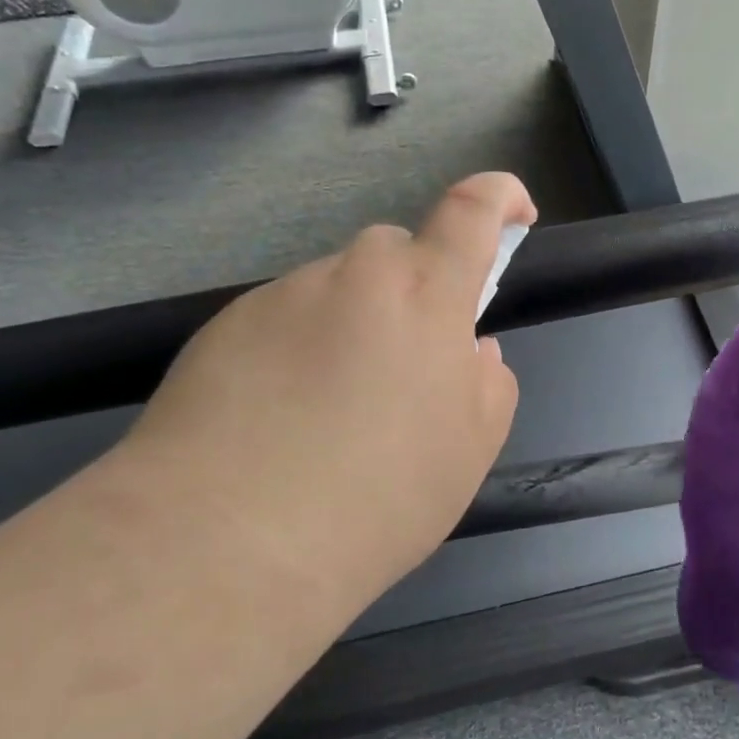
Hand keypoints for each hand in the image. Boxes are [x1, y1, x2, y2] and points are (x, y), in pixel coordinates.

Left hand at [114, 172, 536, 599]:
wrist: (224, 542)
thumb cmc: (376, 499)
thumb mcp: (468, 452)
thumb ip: (488, 384)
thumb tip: (470, 349)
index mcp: (426, 295)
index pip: (471, 211)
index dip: (499, 196)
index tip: (514, 210)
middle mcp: (354, 275)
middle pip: (396, 254)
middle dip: (413, 292)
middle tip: (402, 369)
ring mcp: (283, 295)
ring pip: (337, 290)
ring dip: (351, 327)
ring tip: (328, 413)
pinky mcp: (225, 324)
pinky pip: (283, 320)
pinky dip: (297, 351)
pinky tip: (277, 419)